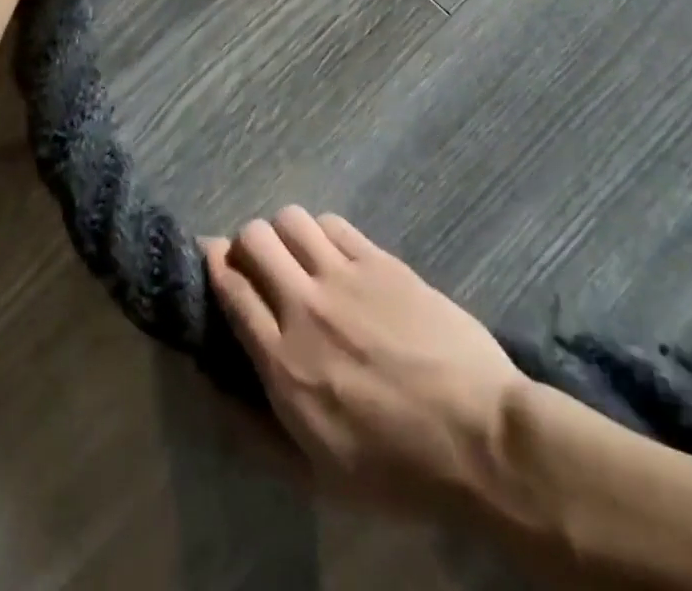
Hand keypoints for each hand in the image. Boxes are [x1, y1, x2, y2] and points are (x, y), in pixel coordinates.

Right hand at [205, 209, 531, 511]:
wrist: (479, 438)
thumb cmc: (396, 468)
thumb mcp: (315, 472)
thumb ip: (255, 428)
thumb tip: (214, 384)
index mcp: (283, 361)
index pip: (230, 287)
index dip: (213, 264)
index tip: (212, 260)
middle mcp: (305, 306)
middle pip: (254, 238)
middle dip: (245, 243)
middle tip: (257, 264)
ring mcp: (345, 276)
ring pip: (291, 219)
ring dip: (283, 232)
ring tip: (296, 255)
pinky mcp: (381, 261)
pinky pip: (334, 224)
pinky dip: (322, 231)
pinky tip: (334, 253)